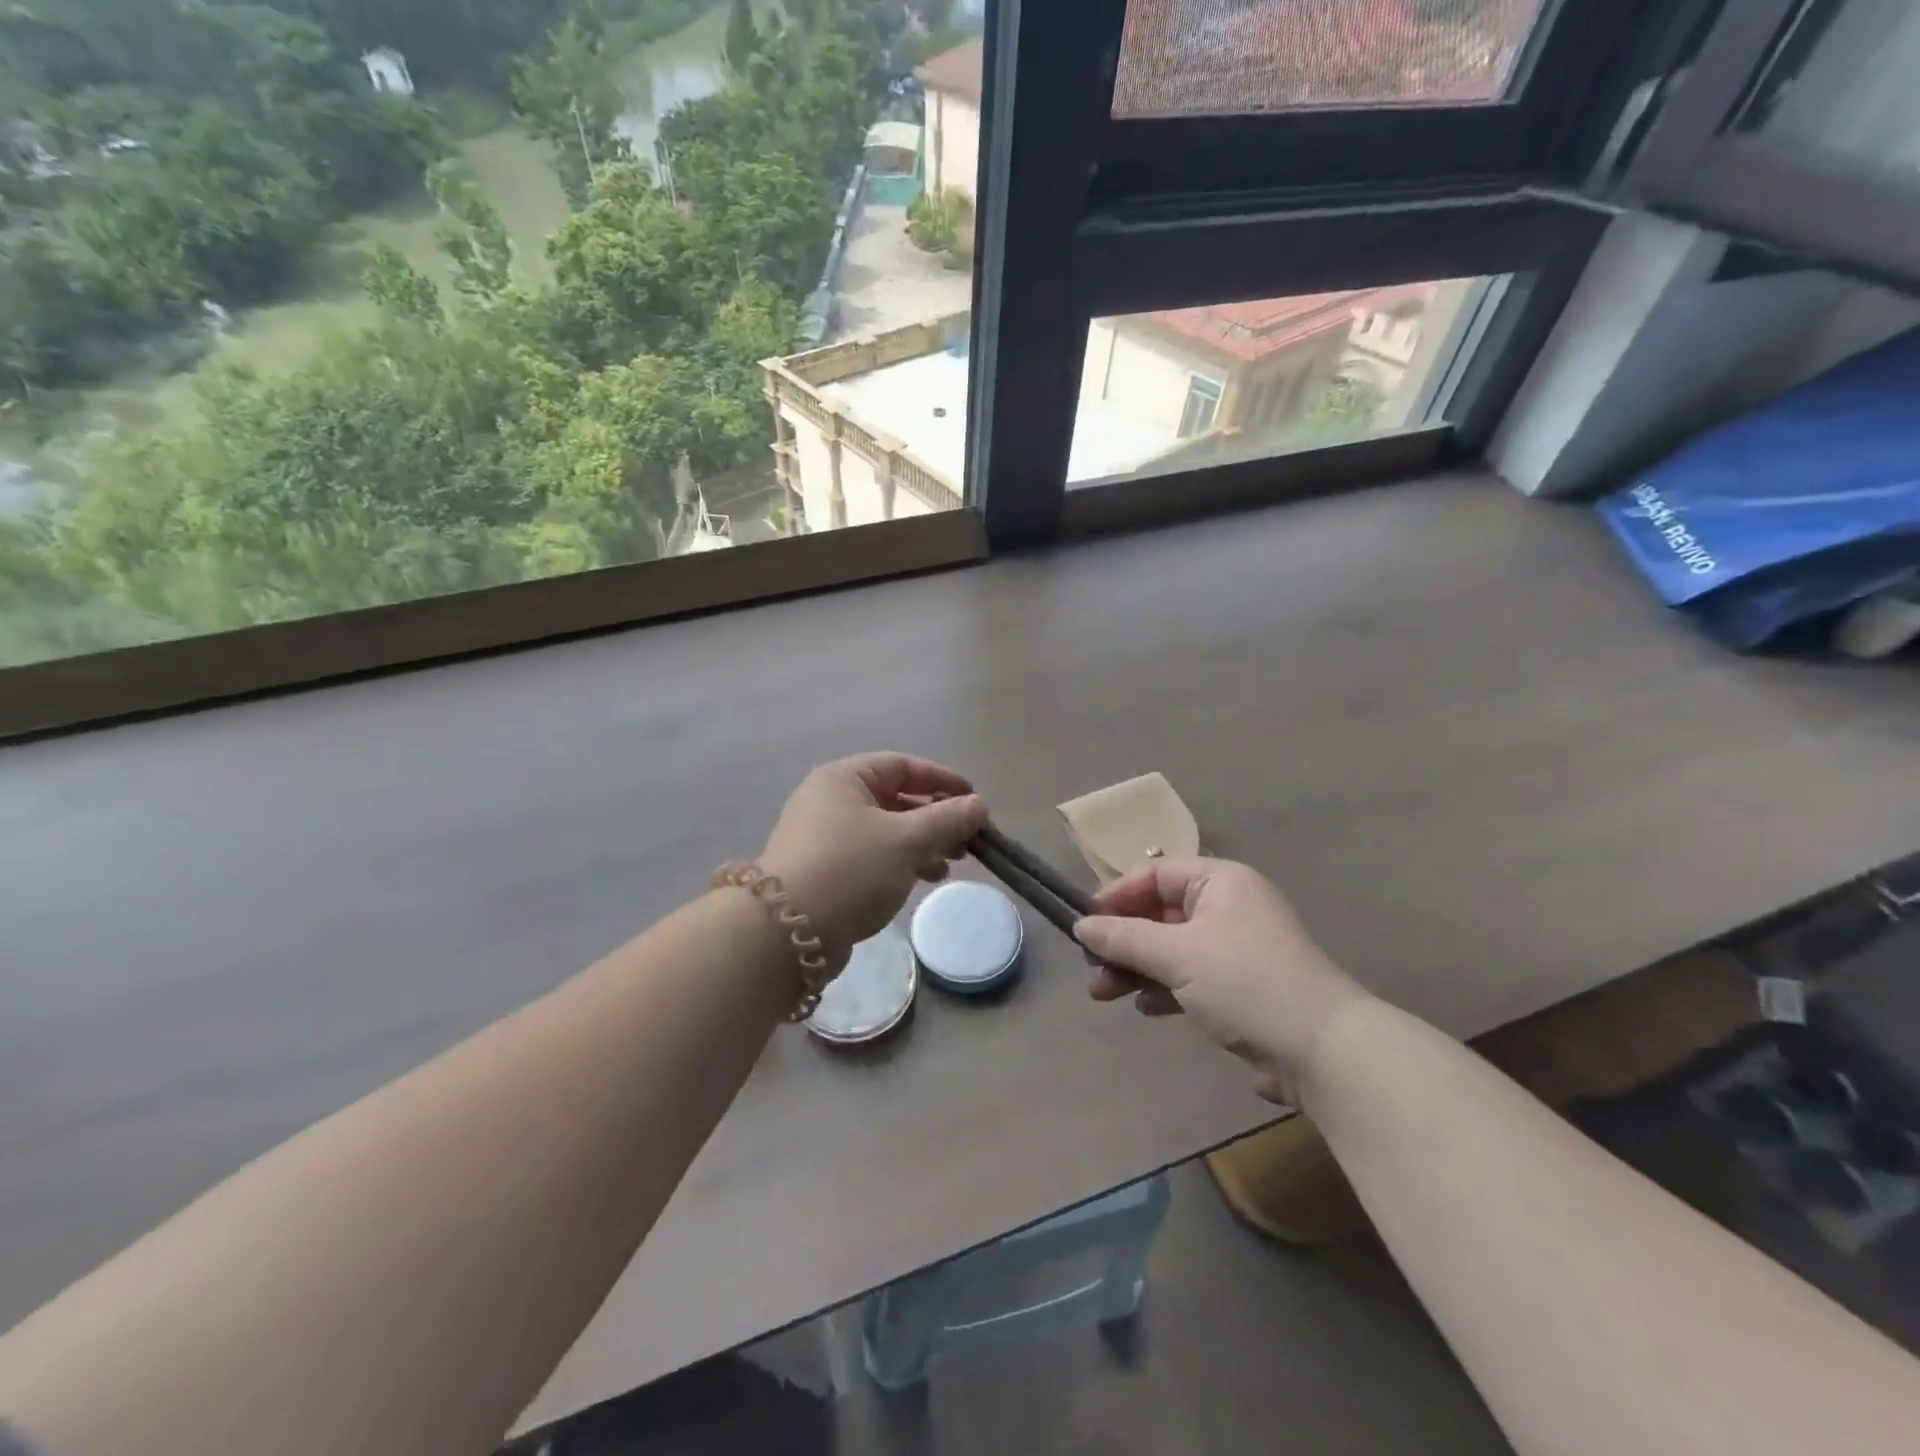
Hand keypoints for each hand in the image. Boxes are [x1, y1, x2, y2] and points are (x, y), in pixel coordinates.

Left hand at [760, 754, 988, 969]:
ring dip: (923, 843)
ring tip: (952, 864)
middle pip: (896, 799)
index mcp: (844, 778)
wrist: (786, 933)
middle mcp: (831, 801)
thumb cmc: (851, 869)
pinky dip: (902, 862)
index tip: (975, 800)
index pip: (902, 766)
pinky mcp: (826, 871)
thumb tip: (979, 805)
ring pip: (887, 831)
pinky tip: (925, 879)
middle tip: (969, 840)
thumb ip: (947, 819)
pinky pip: (874, 856)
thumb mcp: (906, 839)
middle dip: (936, 818)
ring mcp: (825, 838)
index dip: (942, 780)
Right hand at [1075, 859, 1369, 1105]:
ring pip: (1171, 950)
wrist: (1322, 1051)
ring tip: (1103, 994)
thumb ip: (1125, 937)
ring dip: (1136, 969)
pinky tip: (1146, 1009)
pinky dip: (1164, 988)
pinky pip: (1190, 978)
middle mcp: (1229, 908)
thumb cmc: (1244, 982)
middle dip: (1122, 942)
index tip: (1086, 924)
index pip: (1156, 875)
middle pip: (1160, 915)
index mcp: (1221, 882)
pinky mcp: (1241, 989)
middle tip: (1090, 969)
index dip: (1118, 896)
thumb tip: (1082, 925)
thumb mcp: (1177, 955)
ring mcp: (1236, 950)